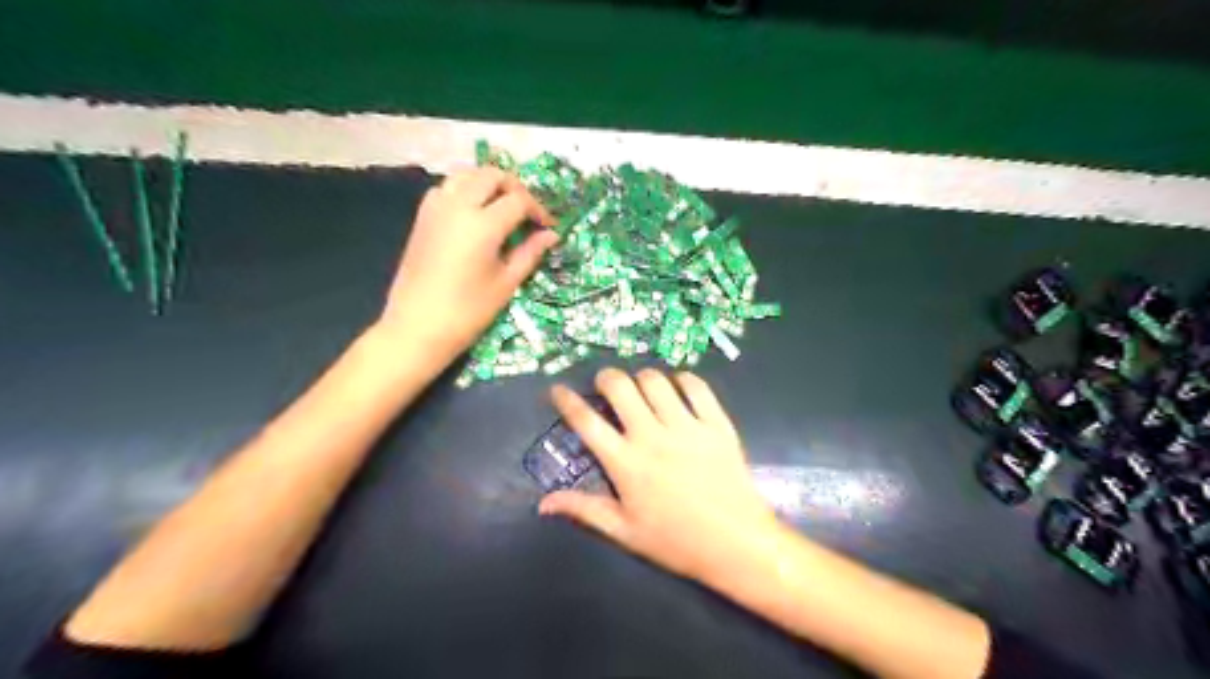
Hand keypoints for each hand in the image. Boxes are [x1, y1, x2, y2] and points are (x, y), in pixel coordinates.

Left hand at [376, 163, 560, 359]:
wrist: (417, 327)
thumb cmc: (468, 311)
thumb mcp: (506, 283)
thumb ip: (530, 253)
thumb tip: (551, 235)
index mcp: (483, 225)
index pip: (518, 200)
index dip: (538, 210)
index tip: (547, 227)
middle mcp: (457, 206)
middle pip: (491, 175)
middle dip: (515, 188)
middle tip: (527, 212)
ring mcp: (435, 208)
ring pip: (466, 175)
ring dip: (488, 183)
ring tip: (502, 208)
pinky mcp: (422, 217)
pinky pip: (446, 188)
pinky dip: (465, 190)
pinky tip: (474, 214)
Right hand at [540, 370, 784, 580]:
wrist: (736, 543)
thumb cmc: (676, 542)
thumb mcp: (624, 532)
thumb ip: (584, 510)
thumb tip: (543, 503)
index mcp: (626, 463)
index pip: (586, 422)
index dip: (566, 400)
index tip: (557, 390)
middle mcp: (652, 436)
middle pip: (620, 387)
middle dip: (606, 377)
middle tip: (605, 385)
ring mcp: (686, 427)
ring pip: (656, 381)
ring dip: (642, 378)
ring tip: (641, 388)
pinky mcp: (716, 424)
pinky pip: (697, 387)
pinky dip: (683, 380)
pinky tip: (679, 388)